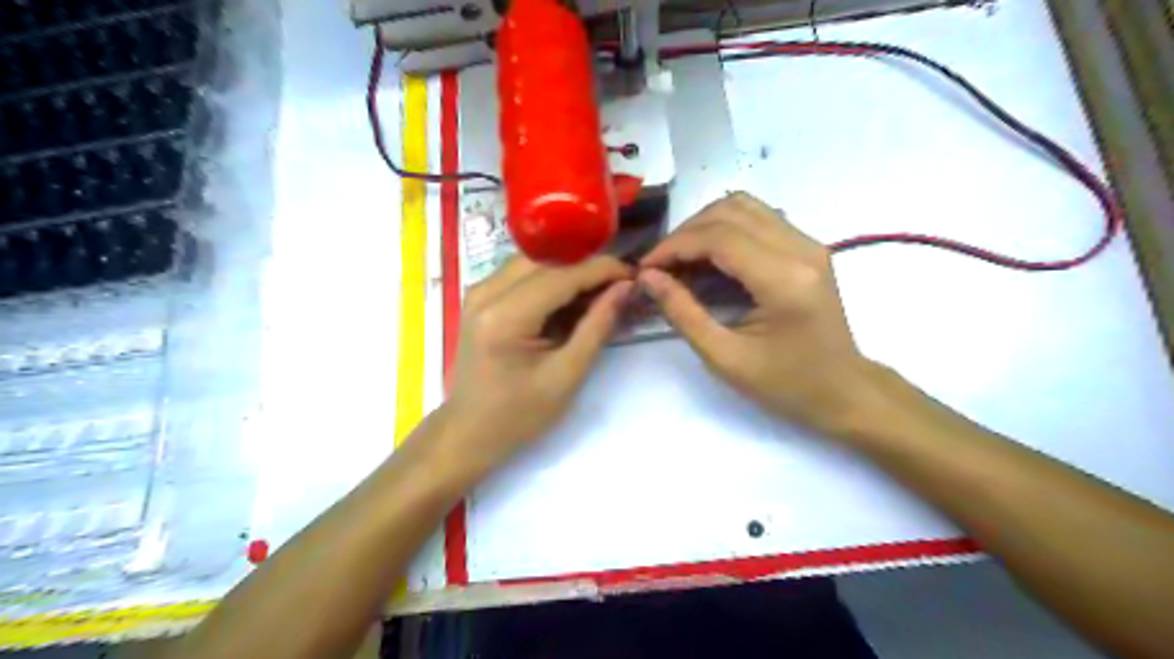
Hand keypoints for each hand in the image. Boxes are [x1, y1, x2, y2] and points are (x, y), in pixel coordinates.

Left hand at [440, 254, 633, 475]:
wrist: (469, 431)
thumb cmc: (519, 414)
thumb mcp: (567, 375)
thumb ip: (597, 326)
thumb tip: (625, 287)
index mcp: (505, 316)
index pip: (562, 274)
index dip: (602, 269)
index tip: (634, 274)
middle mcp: (485, 292)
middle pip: (547, 260)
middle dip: (586, 266)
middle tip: (619, 284)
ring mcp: (478, 291)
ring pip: (534, 261)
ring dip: (569, 270)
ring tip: (599, 291)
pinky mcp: (480, 297)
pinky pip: (521, 273)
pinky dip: (550, 280)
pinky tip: (571, 299)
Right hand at [640, 192, 879, 434]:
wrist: (844, 391)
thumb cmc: (786, 385)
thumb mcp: (725, 358)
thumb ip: (682, 312)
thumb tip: (648, 277)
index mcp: (784, 279)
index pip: (719, 236)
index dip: (675, 245)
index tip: (645, 267)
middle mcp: (801, 248)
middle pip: (731, 210)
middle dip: (686, 232)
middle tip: (660, 265)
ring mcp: (809, 243)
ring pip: (744, 206)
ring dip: (705, 226)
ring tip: (681, 259)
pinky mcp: (808, 247)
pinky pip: (759, 219)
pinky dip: (725, 230)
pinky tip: (709, 259)